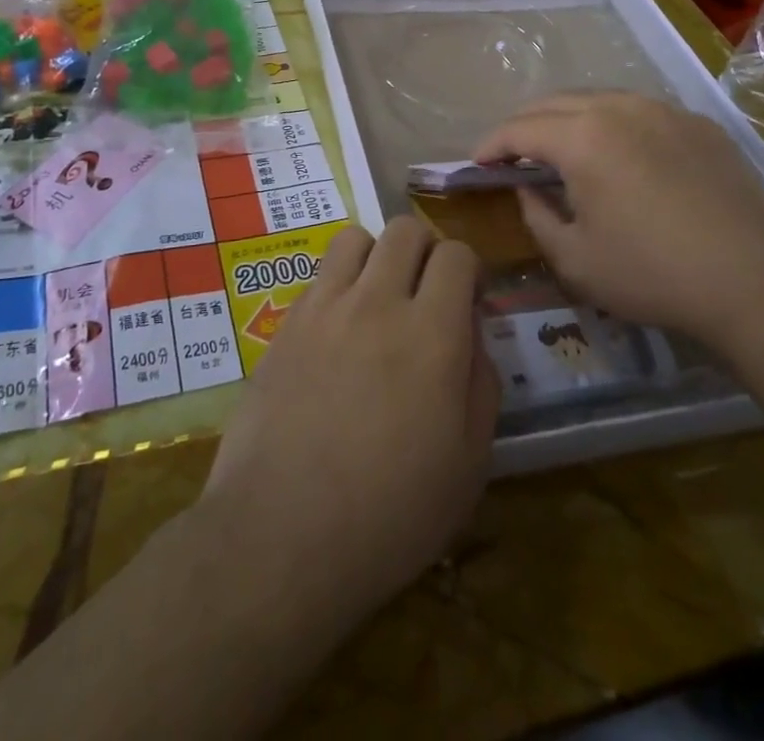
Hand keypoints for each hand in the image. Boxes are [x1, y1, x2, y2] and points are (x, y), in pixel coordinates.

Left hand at [199, 218, 498, 626]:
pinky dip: (338, 285)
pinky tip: (337, 330)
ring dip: (376, 256)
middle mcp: (378, 302)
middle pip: (405, 229)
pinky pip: (319, 276)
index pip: (456, 254)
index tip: (468, 300)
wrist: (282, 534)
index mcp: (433, 333)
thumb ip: (480, 383)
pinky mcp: (286, 324)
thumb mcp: (468, 463)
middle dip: (426, 249)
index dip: (468, 268)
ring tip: (378, 298)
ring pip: (356, 238)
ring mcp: (326, 308)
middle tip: (426, 291)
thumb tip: (470, 334)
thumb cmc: (389, 514)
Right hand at [473, 92, 763, 353]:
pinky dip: (611, 124)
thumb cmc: (651, 275)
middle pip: (554, 103)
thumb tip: (526, 187)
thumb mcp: (575, 259)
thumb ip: (536, 215)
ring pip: (597, 99)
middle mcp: (619, 108)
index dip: (490, 145)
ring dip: (567, 119)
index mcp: (582, 138)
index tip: (476, 164)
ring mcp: (663, 110)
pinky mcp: (697, 123)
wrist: (754, 283)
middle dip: (524, 125)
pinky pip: (638, 111)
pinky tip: (618, 154)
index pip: (519, 129)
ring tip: (559, 148)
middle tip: (511, 154)